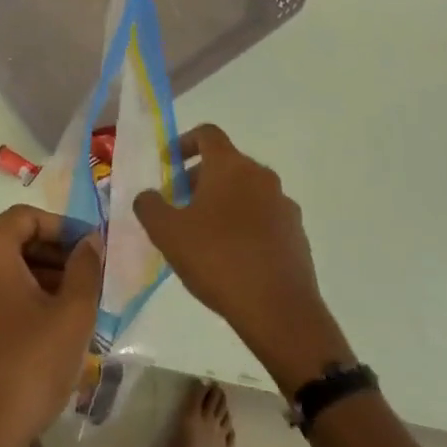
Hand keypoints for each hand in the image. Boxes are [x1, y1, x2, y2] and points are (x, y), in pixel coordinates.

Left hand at [0, 205, 102, 446]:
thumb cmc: (29, 365)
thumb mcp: (71, 314)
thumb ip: (85, 268)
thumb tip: (90, 241)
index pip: (27, 217)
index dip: (63, 226)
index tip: (93, 247)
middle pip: (17, 239)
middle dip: (57, 252)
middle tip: (92, 274)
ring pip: (10, 267)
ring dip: (46, 275)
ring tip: (82, 300)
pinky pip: (0, 291)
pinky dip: (28, 295)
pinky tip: (58, 322)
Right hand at [134, 125, 350, 389]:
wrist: (281, 312)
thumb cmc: (219, 260)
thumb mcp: (167, 233)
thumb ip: (149, 206)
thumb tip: (148, 196)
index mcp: (231, 166)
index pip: (207, 134)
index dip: (184, 142)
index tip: (169, 164)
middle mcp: (261, 176)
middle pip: (227, 163)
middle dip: (199, 178)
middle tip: (179, 204)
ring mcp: (284, 206)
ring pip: (247, 191)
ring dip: (223, 202)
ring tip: (204, 235)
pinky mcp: (297, 236)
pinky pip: (265, 218)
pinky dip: (245, 225)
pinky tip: (232, 257)